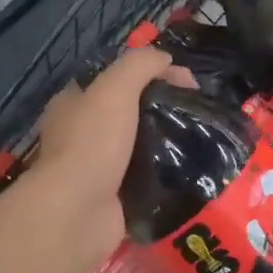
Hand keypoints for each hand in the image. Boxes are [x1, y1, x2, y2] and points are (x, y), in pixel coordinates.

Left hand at [27, 47, 182, 269]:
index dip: (150, 72)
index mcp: (74, 102)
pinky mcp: (113, 197)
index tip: (185, 80)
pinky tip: (188, 168)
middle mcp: (81, 133)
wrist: (78, 212)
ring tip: (199, 138)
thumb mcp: (116, 88)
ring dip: (165, 142)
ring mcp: (97, 167)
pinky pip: (145, 178)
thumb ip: (141, 65)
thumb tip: (167, 60)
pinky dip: (164, 174)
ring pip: (139, 145)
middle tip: (195, 110)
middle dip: (161, 107)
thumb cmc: (93, 142)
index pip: (116, 77)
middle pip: (129, 111)